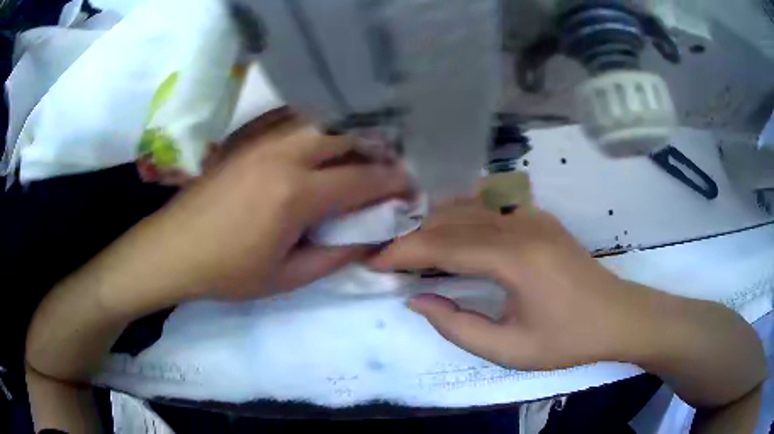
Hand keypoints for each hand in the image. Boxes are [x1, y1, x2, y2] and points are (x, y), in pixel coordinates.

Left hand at [127, 110, 410, 300]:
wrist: (173, 249)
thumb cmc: (227, 271)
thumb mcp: (286, 278)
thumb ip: (335, 255)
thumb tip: (371, 236)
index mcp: (295, 194)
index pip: (361, 179)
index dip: (393, 183)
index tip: (409, 187)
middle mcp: (283, 154)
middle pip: (346, 134)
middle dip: (376, 148)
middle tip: (387, 165)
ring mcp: (262, 138)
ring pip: (320, 119)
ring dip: (348, 131)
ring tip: (359, 150)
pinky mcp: (246, 136)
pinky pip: (291, 117)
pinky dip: (316, 123)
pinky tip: (319, 139)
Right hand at [369, 199, 653, 369]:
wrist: (617, 316)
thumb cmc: (567, 339)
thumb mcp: (510, 349)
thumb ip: (458, 326)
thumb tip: (418, 300)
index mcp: (515, 259)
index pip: (444, 246)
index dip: (404, 252)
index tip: (374, 261)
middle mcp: (521, 225)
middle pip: (452, 220)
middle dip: (413, 236)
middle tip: (386, 254)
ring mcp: (532, 216)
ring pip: (469, 206)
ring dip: (435, 222)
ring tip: (411, 244)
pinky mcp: (539, 217)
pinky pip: (489, 206)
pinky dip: (460, 214)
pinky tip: (450, 228)